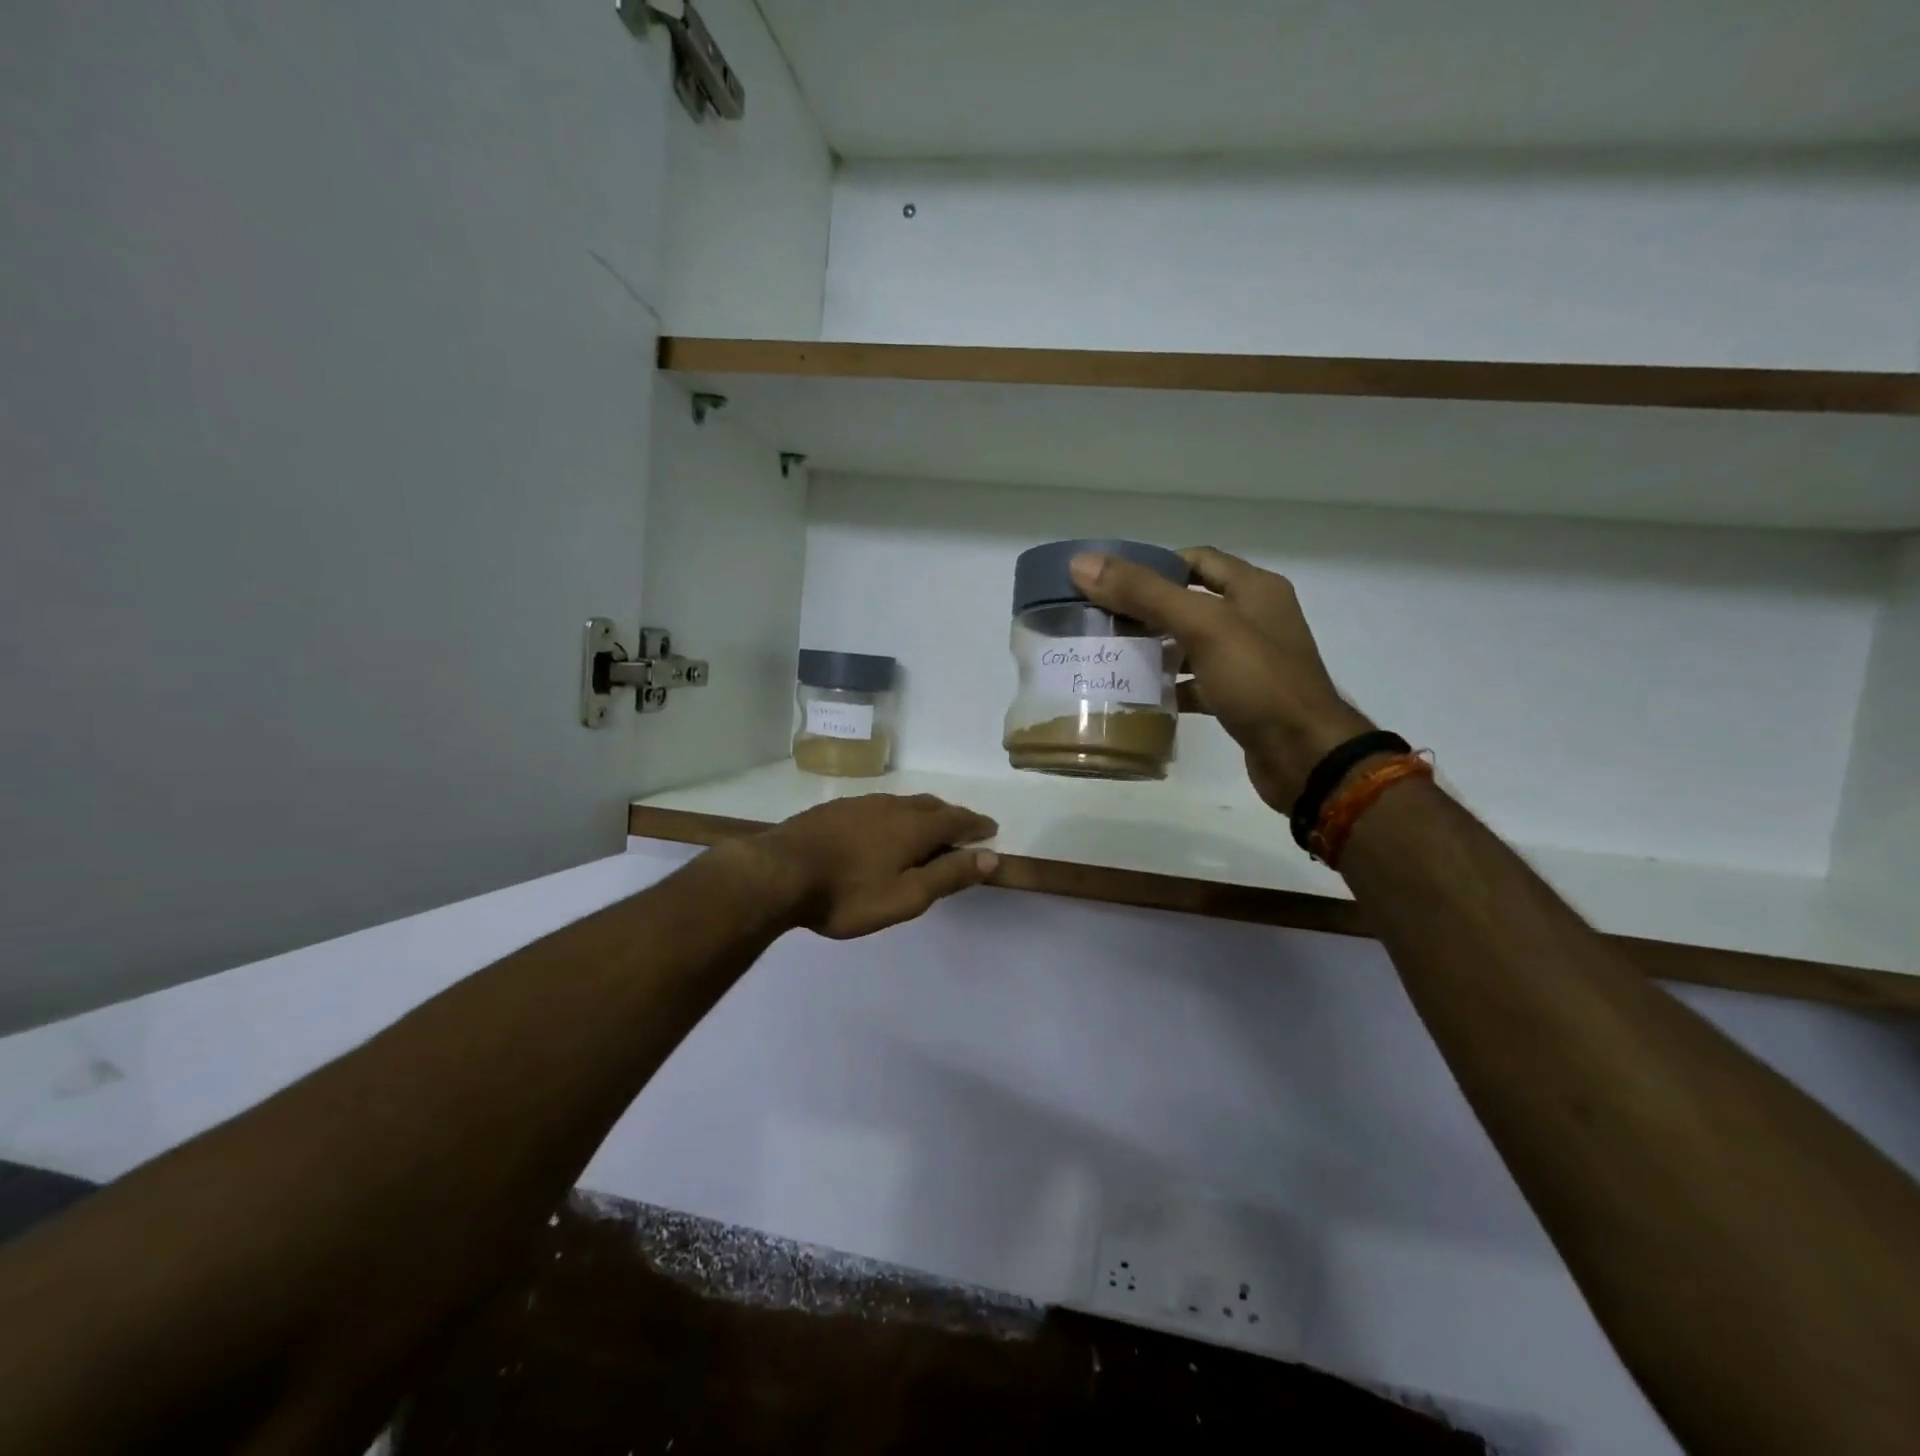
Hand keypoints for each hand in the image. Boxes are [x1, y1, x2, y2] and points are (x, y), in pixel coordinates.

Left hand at [745, 794, 999, 939]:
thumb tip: (990, 857)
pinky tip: (880, 827)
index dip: (976, 824)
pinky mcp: (835, 809)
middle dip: (951, 815)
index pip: (956, 819)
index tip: (990, 829)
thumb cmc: (847, 894)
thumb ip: (948, 875)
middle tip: (962, 828)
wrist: (779, 872)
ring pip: (902, 802)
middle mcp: (891, 807)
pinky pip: (877, 806)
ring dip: (922, 812)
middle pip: (931, 805)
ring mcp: (860, 804)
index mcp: (914, 828)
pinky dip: (893, 814)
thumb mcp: (905, 897)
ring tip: (925, 826)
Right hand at [1070, 547, 1372, 811]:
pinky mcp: (1241, 698)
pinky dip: (1170, 685)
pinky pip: (1197, 682)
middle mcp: (1254, 618)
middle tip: (1100, 621)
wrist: (1305, 757)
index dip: (1153, 565)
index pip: (1196, 560)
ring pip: (1191, 644)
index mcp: (1254, 589)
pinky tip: (1139, 695)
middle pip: (1190, 602)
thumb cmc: (1259, 682)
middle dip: (1145, 609)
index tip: (1109, 582)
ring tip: (1111, 655)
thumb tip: (1082, 564)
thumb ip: (1145, 593)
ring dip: (1155, 648)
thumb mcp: (1203, 627)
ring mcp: (1249, 661)